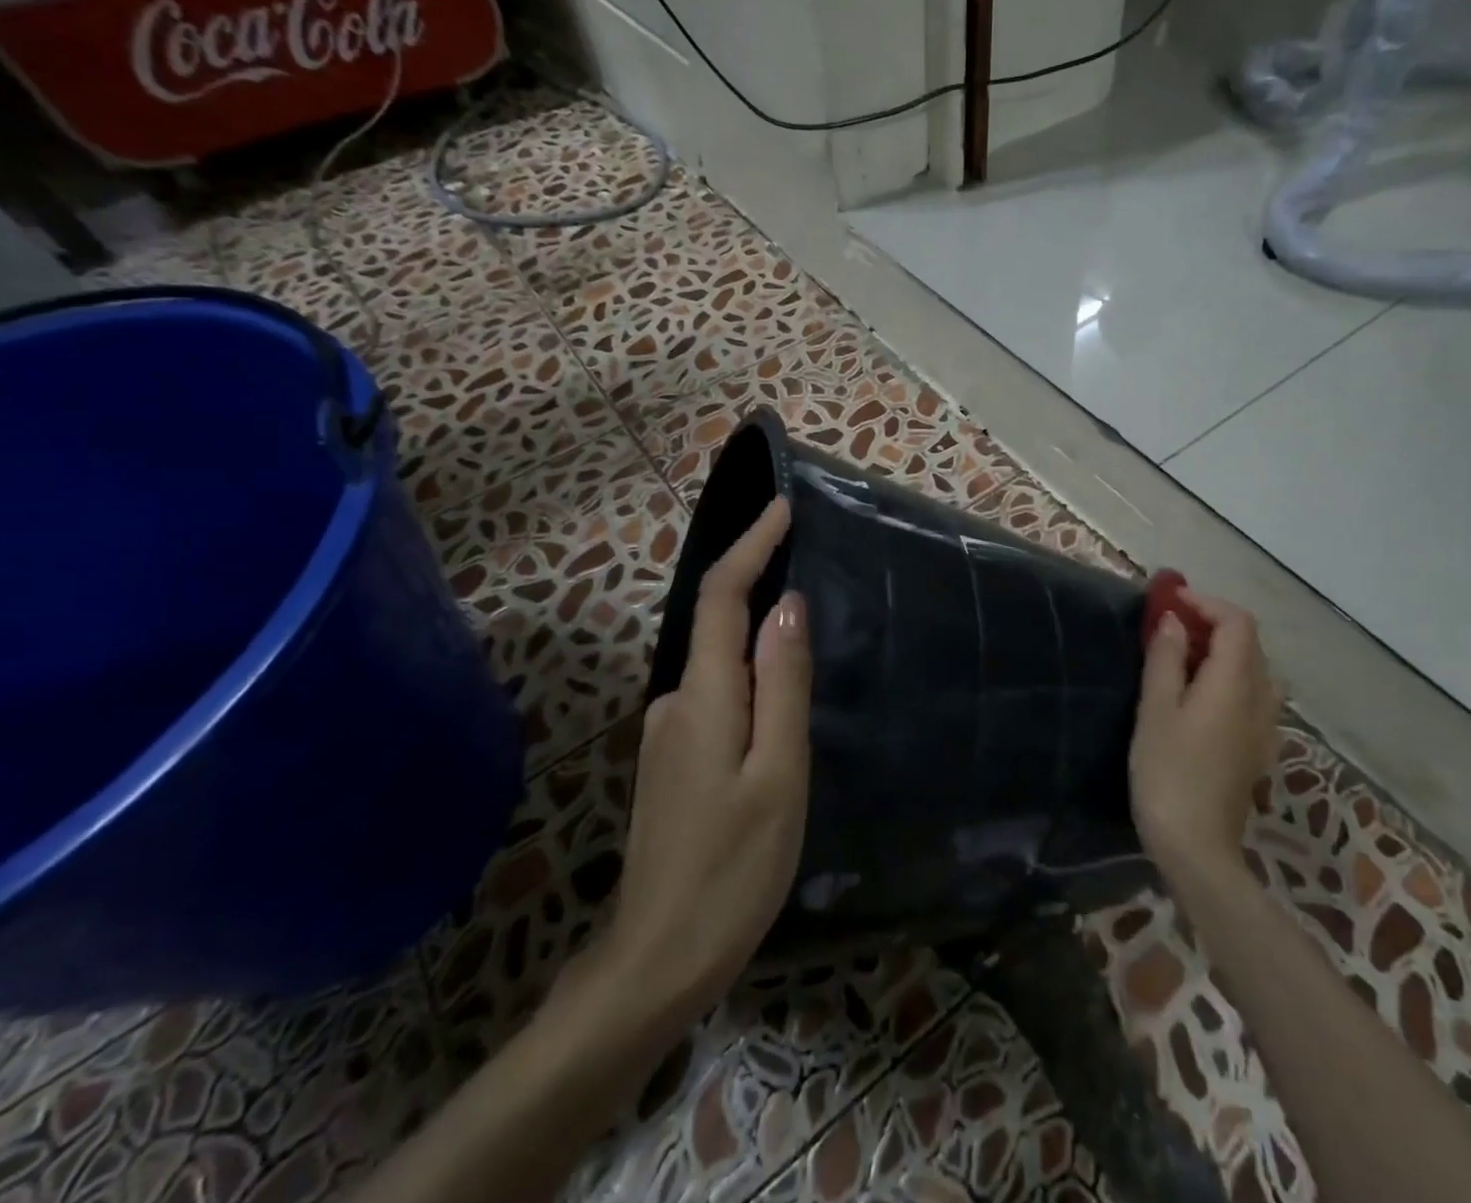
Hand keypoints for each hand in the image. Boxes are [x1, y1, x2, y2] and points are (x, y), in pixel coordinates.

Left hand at [567, 497, 811, 1025]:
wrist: (658, 962)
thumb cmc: (733, 869)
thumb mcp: (778, 772)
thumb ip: (782, 684)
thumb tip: (787, 606)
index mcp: (703, 695)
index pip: (720, 596)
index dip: (750, 546)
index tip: (782, 508)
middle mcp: (676, 701)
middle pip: (717, 623)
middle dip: (758, 584)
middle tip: (812, 568)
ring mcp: (669, 734)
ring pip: (721, 666)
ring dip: (757, 640)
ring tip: (809, 645)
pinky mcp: (675, 761)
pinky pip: (718, 697)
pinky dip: (749, 680)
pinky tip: (778, 710)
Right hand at [1129, 589, 1282, 887]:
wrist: (1197, 847)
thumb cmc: (1168, 772)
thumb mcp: (1156, 709)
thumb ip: (1167, 659)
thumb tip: (1174, 621)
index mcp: (1236, 683)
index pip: (1237, 623)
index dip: (1206, 603)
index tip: (1170, 602)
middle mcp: (1261, 699)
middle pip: (1250, 644)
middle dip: (1213, 624)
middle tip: (1170, 626)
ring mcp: (1265, 727)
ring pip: (1255, 670)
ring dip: (1223, 652)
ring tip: (1184, 657)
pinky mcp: (1258, 749)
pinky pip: (1253, 696)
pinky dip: (1230, 679)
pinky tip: (1201, 697)